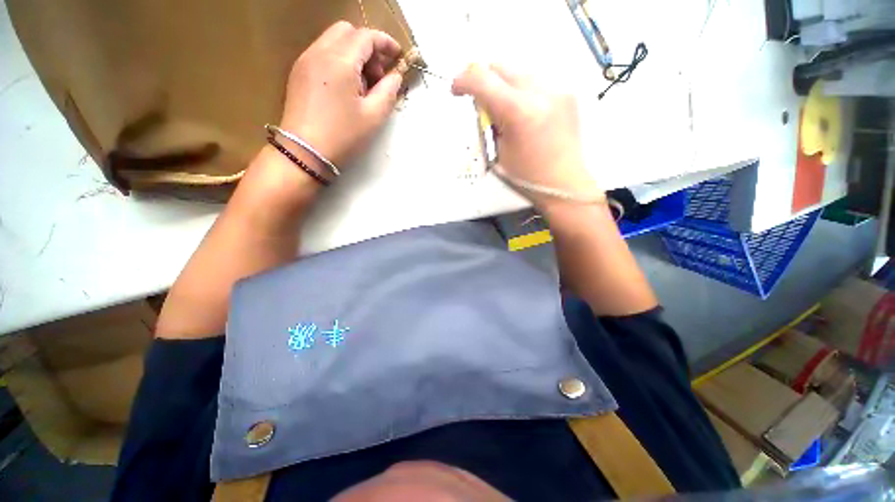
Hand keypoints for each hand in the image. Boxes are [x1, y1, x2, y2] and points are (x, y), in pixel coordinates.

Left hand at [279, 21, 404, 167]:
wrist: (304, 152)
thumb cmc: (343, 136)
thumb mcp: (373, 117)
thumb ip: (388, 92)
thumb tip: (395, 76)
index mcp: (340, 61)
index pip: (366, 36)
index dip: (385, 43)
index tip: (398, 56)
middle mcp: (319, 52)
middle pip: (347, 32)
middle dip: (368, 46)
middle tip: (378, 75)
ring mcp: (305, 60)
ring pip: (333, 40)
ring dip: (353, 53)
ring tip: (363, 85)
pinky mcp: (299, 72)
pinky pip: (322, 53)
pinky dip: (339, 60)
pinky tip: (346, 87)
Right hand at [451, 64, 599, 208]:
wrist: (564, 183)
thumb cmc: (529, 177)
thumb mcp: (497, 152)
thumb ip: (488, 122)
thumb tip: (483, 102)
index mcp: (520, 113)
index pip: (483, 79)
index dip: (463, 80)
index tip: (457, 89)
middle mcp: (541, 94)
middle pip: (501, 66)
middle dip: (484, 81)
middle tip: (481, 105)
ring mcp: (558, 90)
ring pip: (518, 71)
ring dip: (504, 86)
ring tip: (506, 114)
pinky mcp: (567, 93)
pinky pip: (536, 81)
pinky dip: (523, 92)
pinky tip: (525, 114)